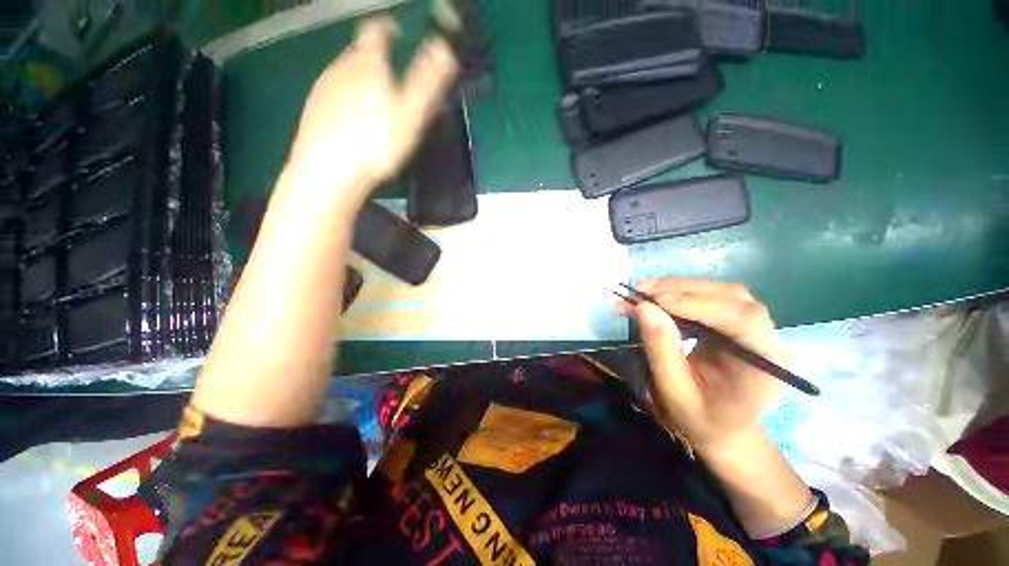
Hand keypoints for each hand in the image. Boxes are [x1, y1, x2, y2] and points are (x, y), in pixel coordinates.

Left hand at [286, 18, 457, 200]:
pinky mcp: (312, 107)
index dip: (387, 28)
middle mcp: (341, 67)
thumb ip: (427, 82)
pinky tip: (352, 120)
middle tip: (392, 78)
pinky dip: (345, 98)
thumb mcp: (411, 114)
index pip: (376, 31)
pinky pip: (332, 93)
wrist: (330, 171)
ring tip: (374, 102)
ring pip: (345, 73)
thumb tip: (445, 49)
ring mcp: (323, 87)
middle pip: (359, 52)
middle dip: (375, 58)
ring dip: (360, 79)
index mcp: (368, 64)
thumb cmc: (377, 143)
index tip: (396, 32)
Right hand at [620, 279, 783, 456]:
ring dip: (677, 288)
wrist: (724, 429)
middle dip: (682, 290)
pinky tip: (656, 299)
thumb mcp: (675, 392)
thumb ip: (661, 351)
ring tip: (642, 292)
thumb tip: (643, 307)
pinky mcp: (735, 322)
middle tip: (640, 291)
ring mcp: (753, 327)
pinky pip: (709, 297)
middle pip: (732, 297)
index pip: (742, 319)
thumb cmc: (701, 420)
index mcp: (764, 365)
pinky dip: (679, 294)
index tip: (654, 300)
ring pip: (719, 292)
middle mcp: (766, 338)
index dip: (698, 304)